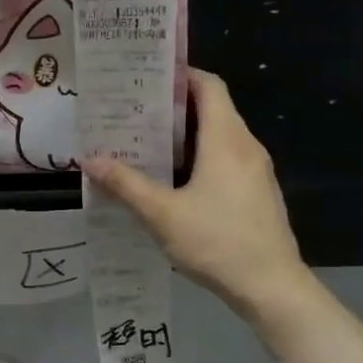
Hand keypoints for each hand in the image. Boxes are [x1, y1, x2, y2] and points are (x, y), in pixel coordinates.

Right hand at [81, 69, 306, 324]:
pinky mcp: (257, 193)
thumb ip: (126, 184)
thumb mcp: (162, 214)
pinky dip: (200, 157)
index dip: (180, 75)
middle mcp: (245, 146)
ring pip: (219, 136)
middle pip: (213, 109)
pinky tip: (173, 179)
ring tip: (146, 142)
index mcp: (226, 139)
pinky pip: (226, 159)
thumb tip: (90, 160)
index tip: (146, 77)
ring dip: (186, 135)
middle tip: (134, 111)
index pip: (209, 86)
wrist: (271, 287)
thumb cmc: (217, 242)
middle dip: (174, 106)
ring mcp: (255, 171)